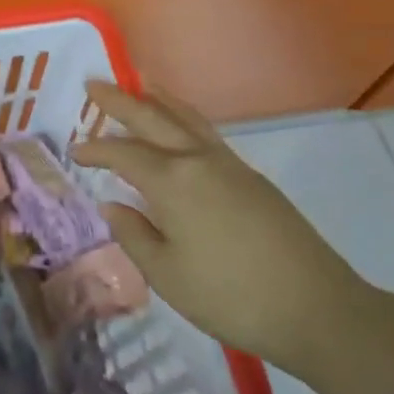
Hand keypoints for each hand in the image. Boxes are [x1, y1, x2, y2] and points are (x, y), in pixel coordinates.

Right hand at [74, 83, 375, 379]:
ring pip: (186, 118)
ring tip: (141, 85)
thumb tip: (112, 205)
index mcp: (172, 182)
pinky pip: (207, 132)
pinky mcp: (252, 178)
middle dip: (120, 101)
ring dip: (158, 100)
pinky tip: (181, 129)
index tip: (74, 151)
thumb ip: (134, 236)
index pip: (122, 154)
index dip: (95, 150)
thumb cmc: (232, 297)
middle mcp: (198, 160)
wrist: (319, 309)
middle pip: (152, 118)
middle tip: (94, 84)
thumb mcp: (168, 276)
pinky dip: (185, 118)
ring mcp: (229, 165)